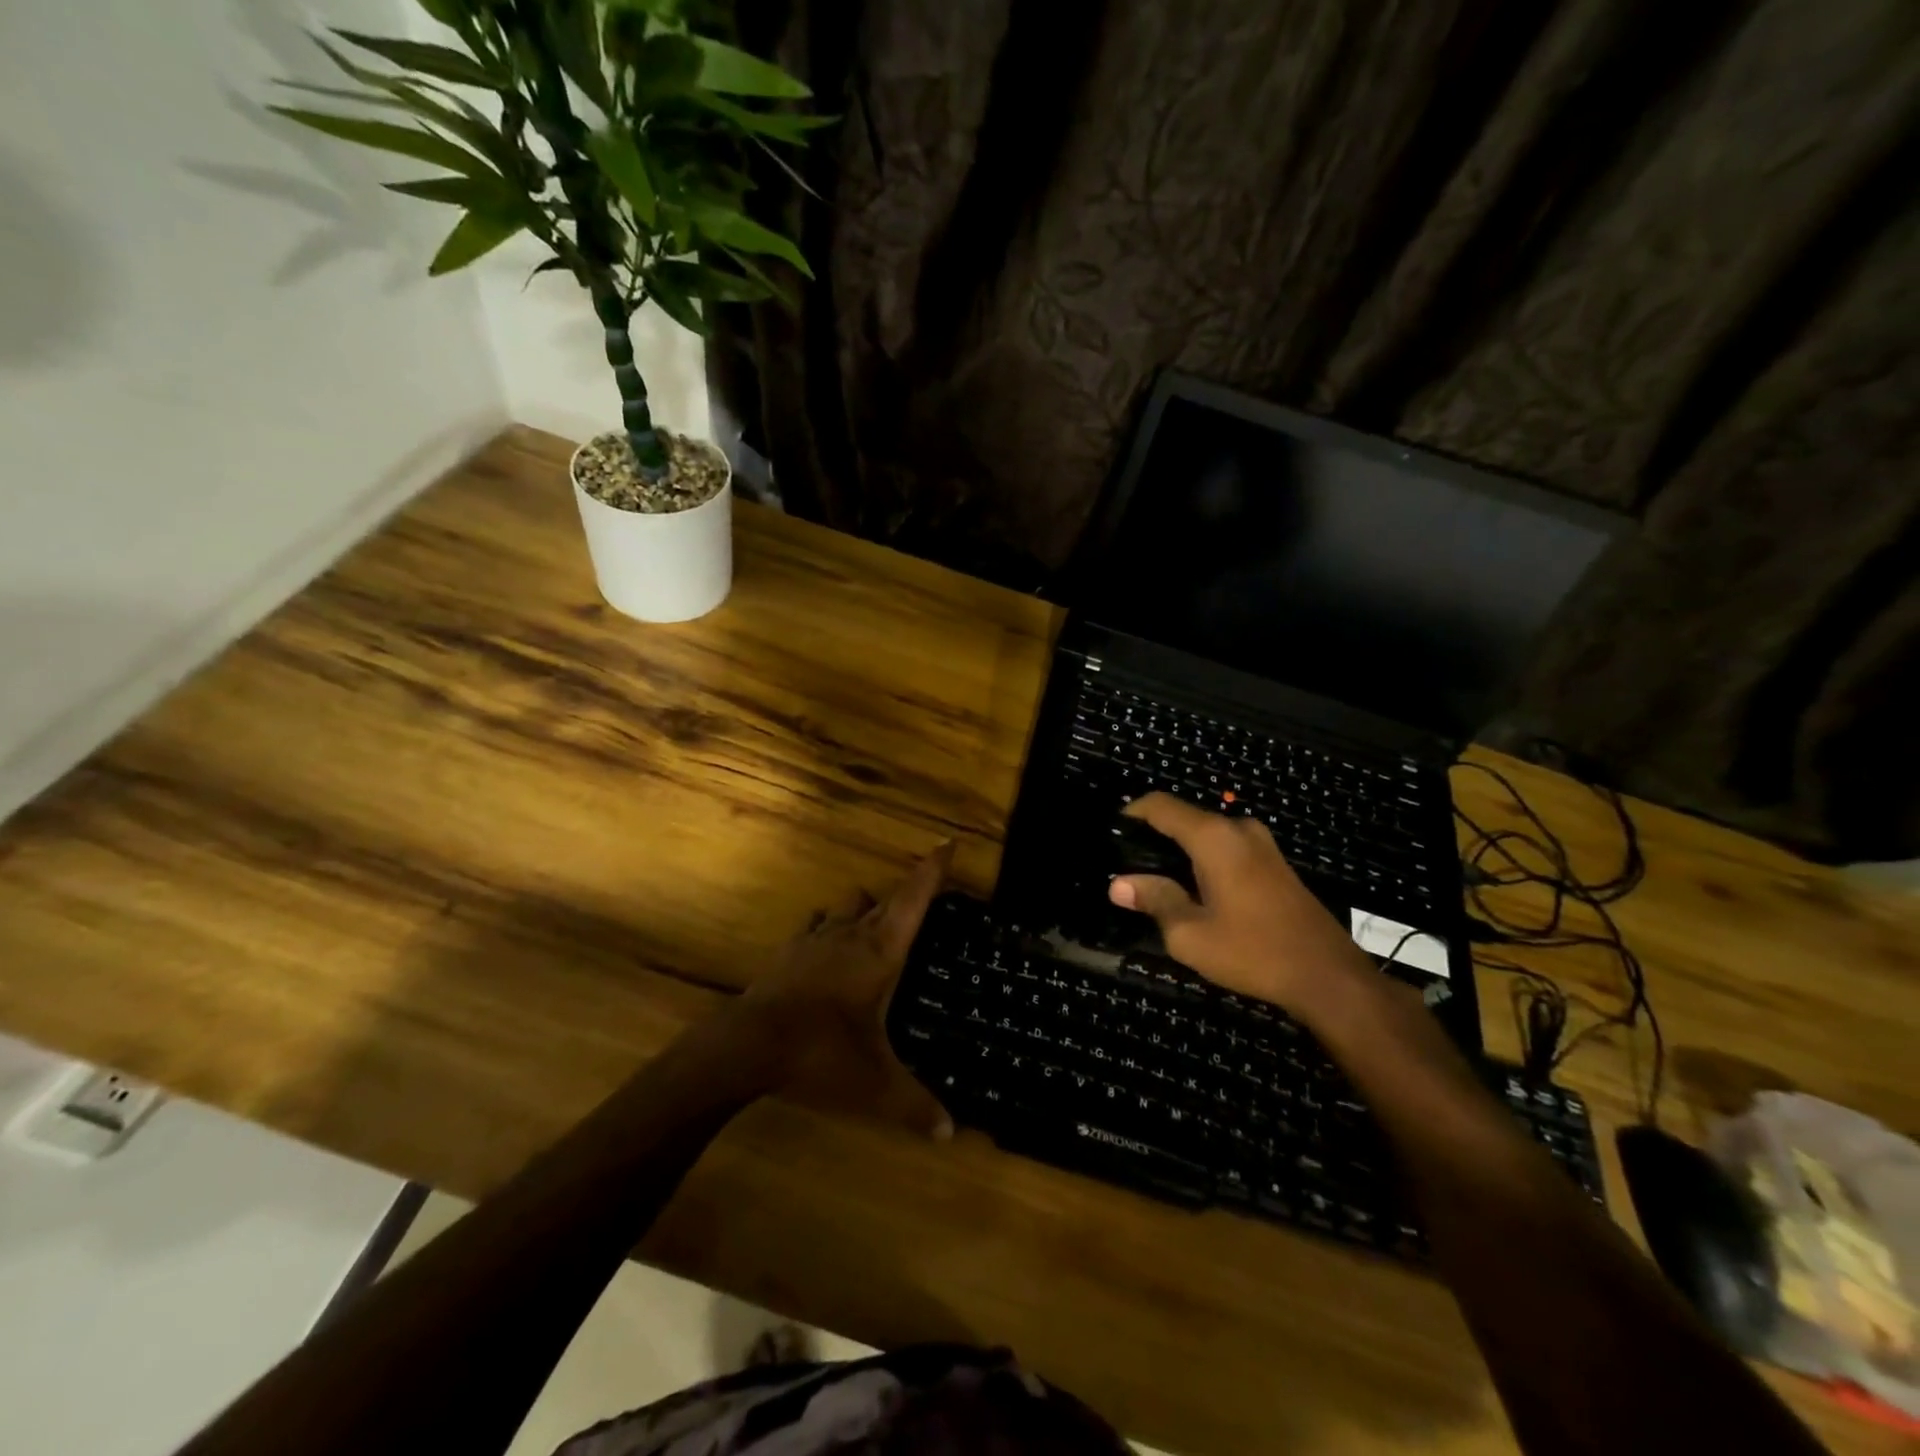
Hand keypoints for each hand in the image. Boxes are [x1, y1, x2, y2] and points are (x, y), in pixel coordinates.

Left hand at [732, 842, 955, 1140]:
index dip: (933, 870)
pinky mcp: (789, 952)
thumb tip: (950, 1134)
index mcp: (881, 953)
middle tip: (925, 895)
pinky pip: (816, 925)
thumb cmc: (820, 1054)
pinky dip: (829, 926)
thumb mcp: (874, 1086)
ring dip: (865, 906)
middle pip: (886, 898)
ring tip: (877, 921)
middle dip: (908, 891)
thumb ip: (914, 1106)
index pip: (914, 900)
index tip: (948, 842)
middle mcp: (851, 935)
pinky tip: (827, 942)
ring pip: (848, 905)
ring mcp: (816, 940)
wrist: (747, 1045)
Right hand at [1108, 794, 1369, 1017]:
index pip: (1160, 805)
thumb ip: (1154, 900)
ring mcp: (1261, 844)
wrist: (1329, 976)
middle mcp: (1237, 829)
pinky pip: (1226, 849)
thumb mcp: (1190, 934)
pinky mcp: (1274, 863)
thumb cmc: (1254, 952)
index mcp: (1214, 837)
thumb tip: (1118, 884)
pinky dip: (1203, 862)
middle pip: (1183, 819)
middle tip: (1127, 871)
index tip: (1110, 838)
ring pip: (1205, 835)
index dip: (1130, 814)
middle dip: (1153, 839)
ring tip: (1156, 886)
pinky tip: (1194, 894)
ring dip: (1179, 853)